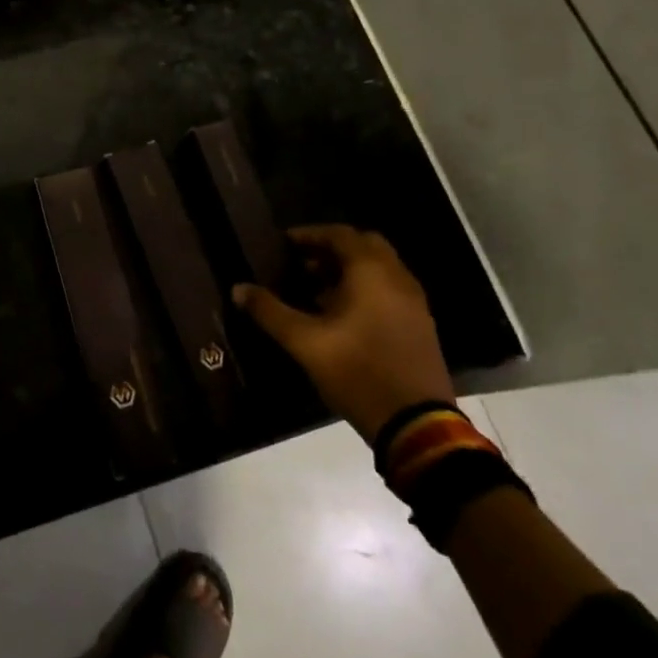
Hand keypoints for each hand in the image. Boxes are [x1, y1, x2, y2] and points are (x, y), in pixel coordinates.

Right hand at [234, 225, 452, 442]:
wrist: (416, 423)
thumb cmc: (357, 372)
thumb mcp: (304, 343)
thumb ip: (269, 312)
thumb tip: (238, 289)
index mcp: (372, 272)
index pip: (340, 234)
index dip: (310, 234)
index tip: (284, 243)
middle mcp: (397, 278)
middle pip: (364, 245)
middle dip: (331, 249)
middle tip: (301, 263)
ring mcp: (414, 302)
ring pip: (379, 269)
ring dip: (348, 270)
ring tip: (314, 289)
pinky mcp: (420, 325)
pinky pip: (389, 289)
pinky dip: (365, 288)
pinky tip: (341, 315)